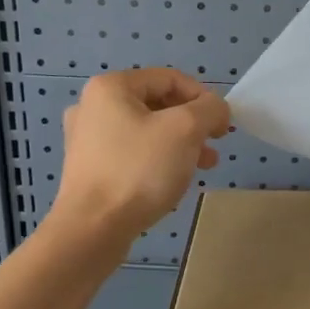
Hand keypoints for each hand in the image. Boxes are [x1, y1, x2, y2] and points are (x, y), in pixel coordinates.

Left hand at [48, 68, 229, 244]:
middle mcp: (93, 107)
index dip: (203, 98)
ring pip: (147, 131)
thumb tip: (217, 109)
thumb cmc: (139, 170)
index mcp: (112, 87)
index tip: (223, 126)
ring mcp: (87, 139)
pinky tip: (173, 180)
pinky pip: (132, 153)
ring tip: (202, 166)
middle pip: (158, 104)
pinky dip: (157, 160)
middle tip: (214, 146)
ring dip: (179, 143)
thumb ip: (210, 109)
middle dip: (192, 123)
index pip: (170, 78)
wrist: (92, 229)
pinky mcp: (89, 168)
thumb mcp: (186, 130)